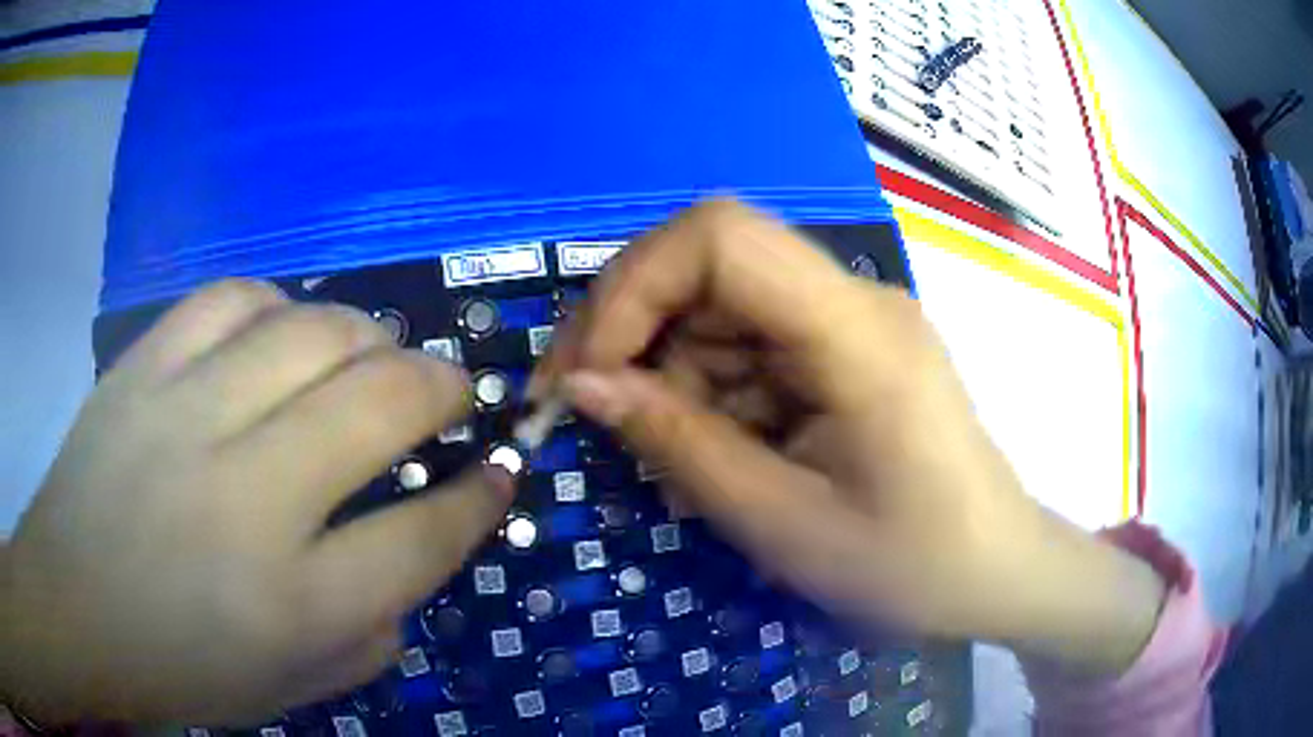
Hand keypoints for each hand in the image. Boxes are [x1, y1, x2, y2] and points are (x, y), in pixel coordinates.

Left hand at [1, 281, 511, 724]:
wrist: (73, 610)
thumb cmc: (181, 668)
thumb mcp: (293, 686)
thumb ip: (371, 631)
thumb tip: (414, 556)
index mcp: (296, 602)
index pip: (426, 533)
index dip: (481, 497)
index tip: (501, 470)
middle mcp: (249, 497)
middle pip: (381, 401)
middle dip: (442, 387)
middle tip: (449, 393)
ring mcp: (186, 416)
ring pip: (312, 330)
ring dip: (367, 336)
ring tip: (371, 355)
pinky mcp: (142, 369)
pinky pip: (229, 299)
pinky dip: (275, 306)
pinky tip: (278, 332)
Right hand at [535, 201, 1164, 675]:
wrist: (997, 572)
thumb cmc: (910, 564)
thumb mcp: (783, 522)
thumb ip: (679, 444)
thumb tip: (582, 386)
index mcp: (855, 331)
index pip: (720, 236)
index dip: (633, 286)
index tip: (586, 373)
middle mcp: (853, 300)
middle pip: (712, 264)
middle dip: (633, 329)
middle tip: (586, 408)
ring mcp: (851, 322)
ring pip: (721, 309)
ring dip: (672, 373)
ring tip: (671, 459)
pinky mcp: (847, 351)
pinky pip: (751, 345)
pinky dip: (711, 391)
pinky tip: (718, 452)